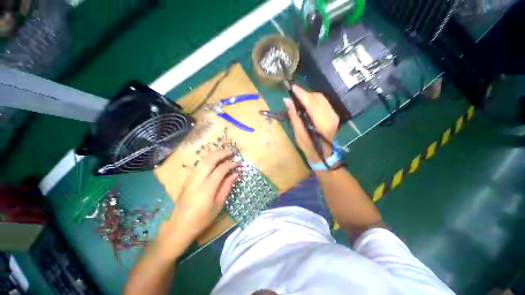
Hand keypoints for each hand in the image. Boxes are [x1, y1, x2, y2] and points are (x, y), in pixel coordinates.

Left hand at [156, 149, 238, 258]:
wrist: (179, 227)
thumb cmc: (202, 220)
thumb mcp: (218, 205)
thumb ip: (226, 187)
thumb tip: (235, 174)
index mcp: (206, 189)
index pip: (220, 170)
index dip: (230, 164)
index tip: (237, 162)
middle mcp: (197, 181)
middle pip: (209, 160)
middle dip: (221, 153)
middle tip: (231, 151)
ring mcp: (189, 179)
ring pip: (202, 161)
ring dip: (214, 154)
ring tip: (224, 152)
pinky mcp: (186, 180)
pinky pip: (198, 165)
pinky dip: (207, 159)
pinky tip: (213, 160)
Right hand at [284, 85, 339, 161]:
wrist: (323, 155)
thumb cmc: (308, 147)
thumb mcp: (298, 134)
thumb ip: (294, 116)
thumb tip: (287, 101)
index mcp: (321, 123)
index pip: (311, 103)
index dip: (301, 93)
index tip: (292, 87)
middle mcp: (330, 117)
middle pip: (317, 97)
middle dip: (305, 94)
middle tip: (294, 95)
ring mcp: (334, 115)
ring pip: (321, 98)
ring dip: (310, 96)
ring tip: (299, 99)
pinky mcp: (334, 115)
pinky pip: (324, 102)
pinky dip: (315, 100)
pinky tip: (308, 104)